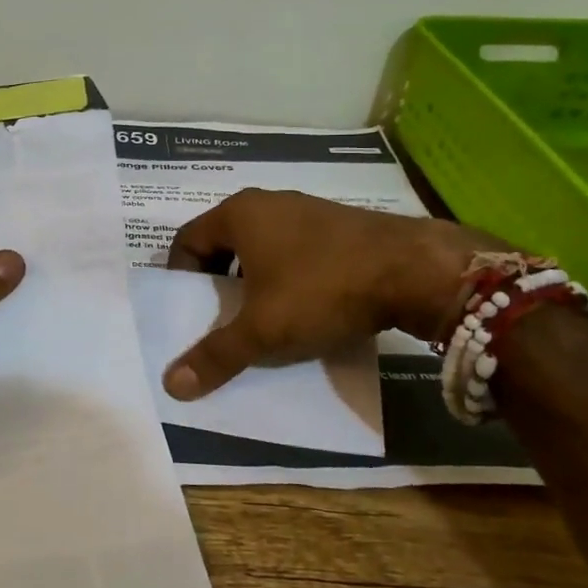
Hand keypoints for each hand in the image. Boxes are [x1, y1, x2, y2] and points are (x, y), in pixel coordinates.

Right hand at [161, 189, 493, 400]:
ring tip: (262, 319)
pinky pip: (295, 249)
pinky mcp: (338, 225)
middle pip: (222, 243)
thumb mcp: (264, 330)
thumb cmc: (322, 290)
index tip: (189, 313)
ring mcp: (306, 210)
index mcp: (238, 214)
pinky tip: (304, 307)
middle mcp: (268, 203)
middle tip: (221, 321)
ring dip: (253, 281)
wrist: (416, 270)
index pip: (186, 241)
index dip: (180, 278)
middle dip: (217, 283)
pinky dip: (287, 276)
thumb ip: (217, 355)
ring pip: (261, 247)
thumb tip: (172, 384)